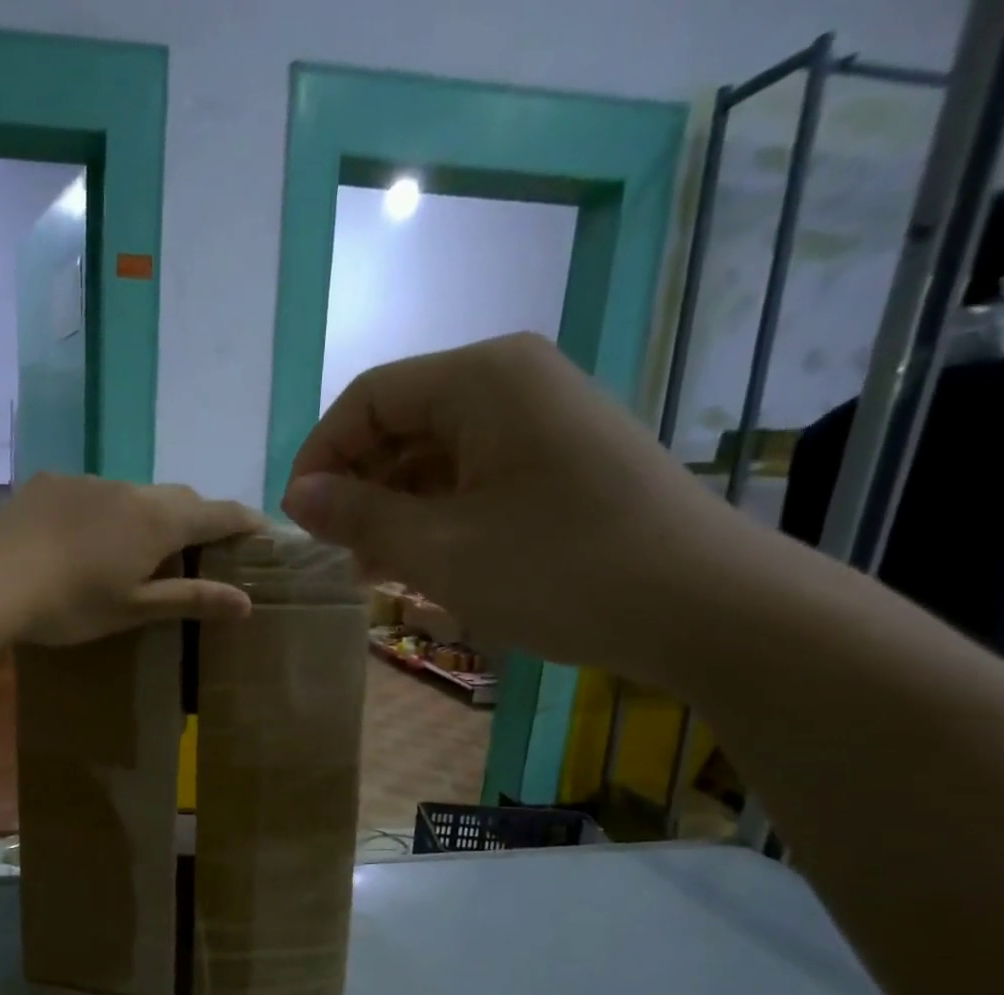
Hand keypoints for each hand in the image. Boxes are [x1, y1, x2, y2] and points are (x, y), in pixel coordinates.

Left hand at [0, 473, 265, 645]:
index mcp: (159, 521)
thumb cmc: (72, 603)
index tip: (261, 531)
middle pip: (180, 498)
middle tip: (200, 549)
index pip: (218, 514)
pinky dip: (108, 511)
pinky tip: (86, 538)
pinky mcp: (53, 482)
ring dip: (150, 515)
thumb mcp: (135, 608)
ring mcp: (89, 481)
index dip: (244, 522)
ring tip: (138, 548)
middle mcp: (131, 490)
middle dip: (198, 518)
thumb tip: (246, 603)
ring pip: (136, 493)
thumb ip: (191, 599)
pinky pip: (96, 492)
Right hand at [282, 334, 739, 678]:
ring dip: (395, 506)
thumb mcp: (440, 550)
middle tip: (336, 553)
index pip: (368, 399)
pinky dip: (439, 514)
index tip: (299, 521)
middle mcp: (512, 381)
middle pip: (402, 421)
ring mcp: (543, 421)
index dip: (320, 456)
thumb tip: (299, 496)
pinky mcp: (563, 461)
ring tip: (373, 569)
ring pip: (437, 452)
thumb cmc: (559, 570)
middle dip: (358, 486)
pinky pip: (476, 475)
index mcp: (481, 379)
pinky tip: (425, 562)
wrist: (704, 607)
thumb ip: (360, 517)